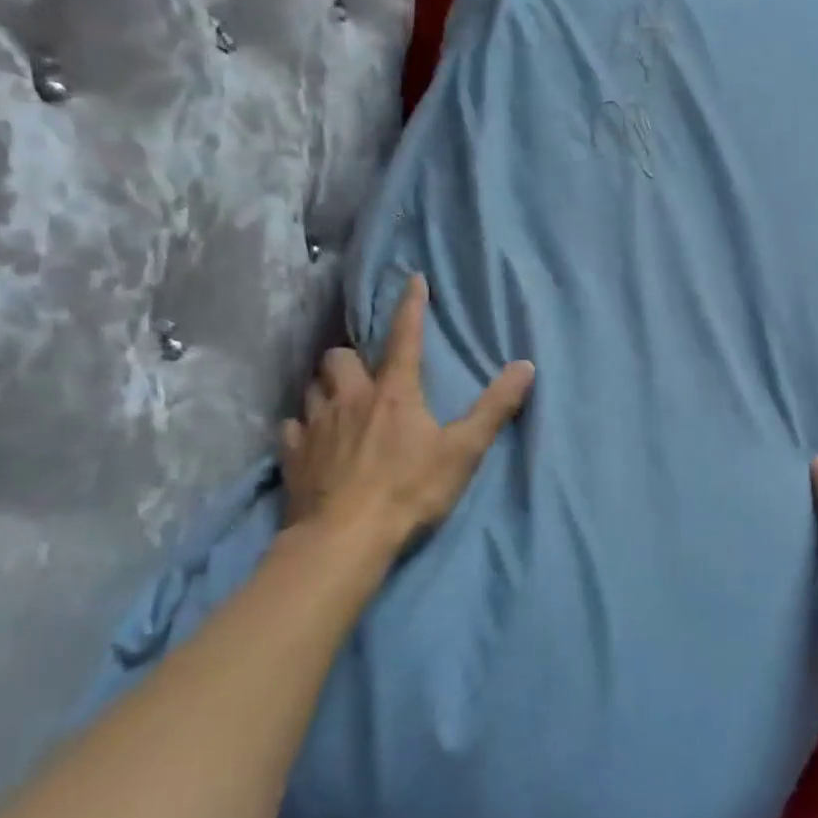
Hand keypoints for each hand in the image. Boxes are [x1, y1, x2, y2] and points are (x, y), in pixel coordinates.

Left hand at [280, 274, 533, 565]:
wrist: (344, 539)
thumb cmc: (410, 490)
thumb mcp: (463, 450)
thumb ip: (495, 408)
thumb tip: (526, 366)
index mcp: (394, 393)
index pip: (405, 337)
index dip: (411, 306)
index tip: (412, 278)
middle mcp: (350, 399)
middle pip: (340, 357)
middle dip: (351, 357)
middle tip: (364, 371)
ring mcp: (316, 426)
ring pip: (312, 387)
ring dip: (326, 387)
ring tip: (338, 400)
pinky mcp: (292, 456)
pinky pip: (291, 427)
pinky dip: (302, 426)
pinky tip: (310, 439)